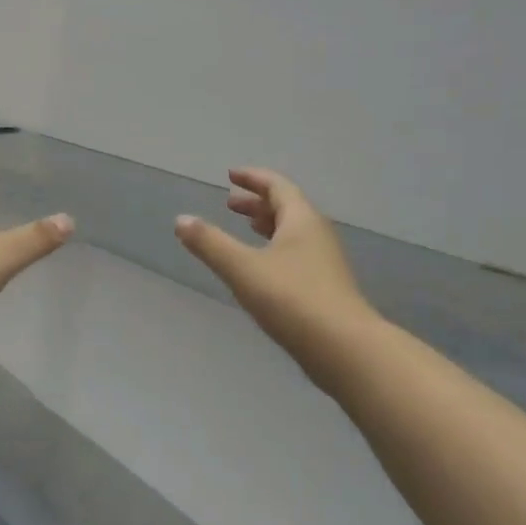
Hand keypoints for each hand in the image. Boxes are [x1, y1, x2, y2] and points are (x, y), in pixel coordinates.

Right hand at [175, 168, 377, 380]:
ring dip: (267, 224)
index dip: (253, 178)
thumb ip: (210, 243)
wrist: (344, 348)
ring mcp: (324, 262)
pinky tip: (262, 268)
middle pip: (287, 207)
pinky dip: (275, 248)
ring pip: (293, 232)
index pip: (277, 186)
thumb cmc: (292, 300)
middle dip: (257, 202)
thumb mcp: (243, 269)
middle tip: (229, 203)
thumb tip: (181, 220)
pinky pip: (296, 254)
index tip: (230, 175)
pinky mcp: (325, 287)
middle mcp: (317, 234)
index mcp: (302, 220)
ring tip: (245, 227)